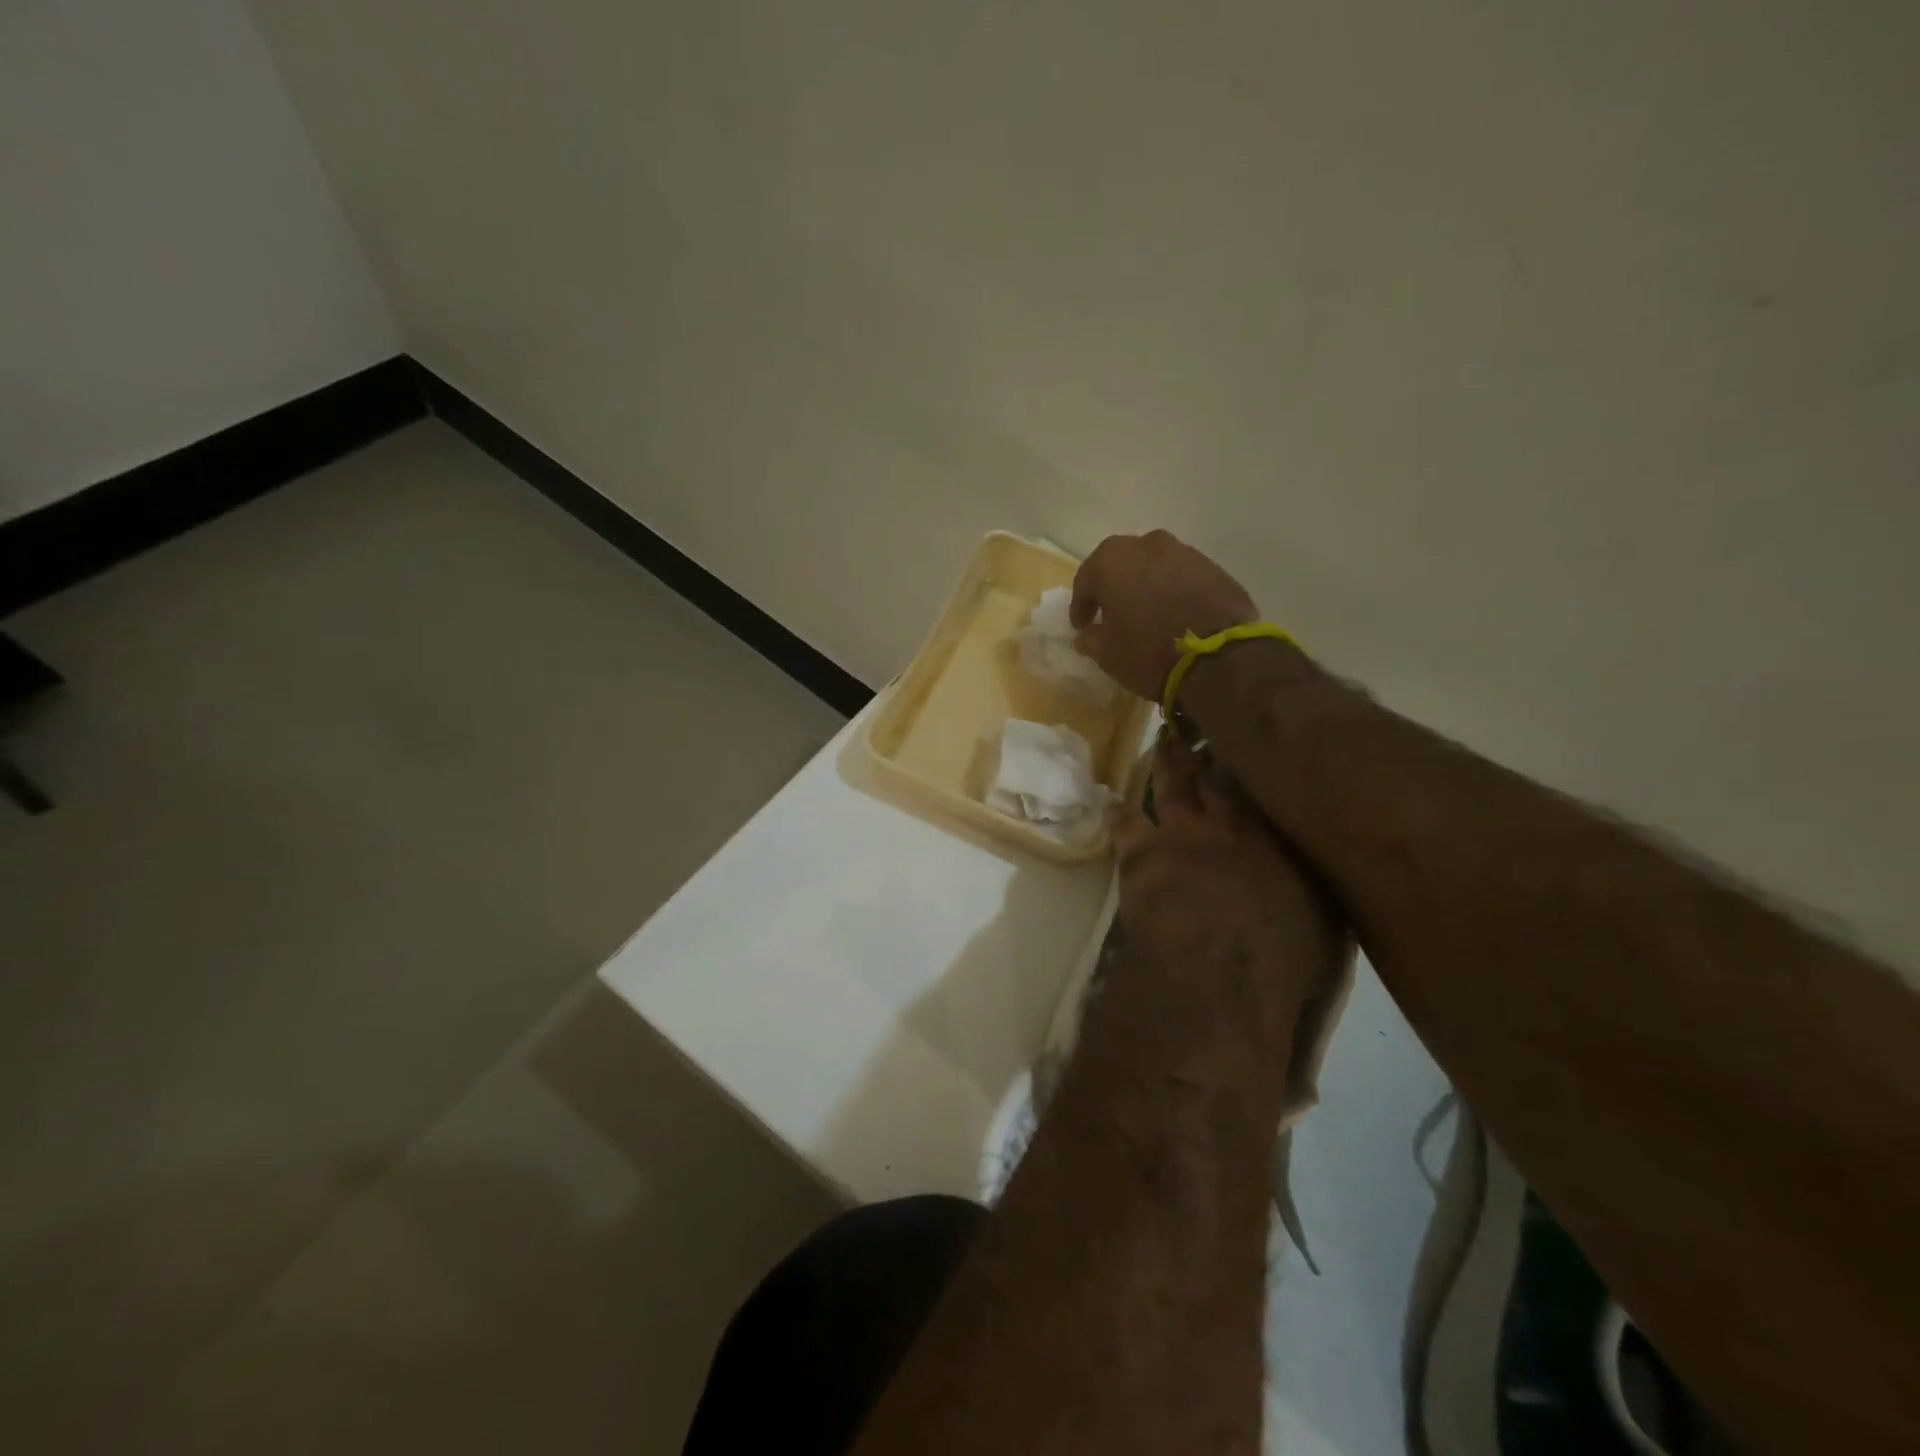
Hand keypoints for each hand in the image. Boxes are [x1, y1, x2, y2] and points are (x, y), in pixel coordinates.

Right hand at [1070, 531, 1258, 701]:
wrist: (1217, 659)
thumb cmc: (1147, 653)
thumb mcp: (1108, 655)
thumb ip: (1092, 640)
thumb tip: (1087, 636)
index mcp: (1112, 561)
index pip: (1086, 580)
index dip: (1081, 605)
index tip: (1081, 625)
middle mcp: (1148, 545)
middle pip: (1122, 565)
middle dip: (1115, 588)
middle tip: (1113, 614)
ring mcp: (1186, 553)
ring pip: (1155, 568)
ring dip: (1147, 587)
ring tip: (1148, 615)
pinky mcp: (1215, 568)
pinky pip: (1183, 578)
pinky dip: (1175, 592)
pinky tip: (1176, 616)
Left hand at [1110, 741, 1343, 1051]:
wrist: (1217, 981)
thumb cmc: (1283, 958)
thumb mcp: (1325, 915)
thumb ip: (1315, 873)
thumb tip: (1321, 850)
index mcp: (1268, 830)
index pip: (1252, 778)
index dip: (1244, 757)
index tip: (1242, 740)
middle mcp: (1221, 820)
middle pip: (1206, 771)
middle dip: (1201, 749)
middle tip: (1196, 730)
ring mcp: (1174, 834)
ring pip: (1163, 784)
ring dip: (1163, 764)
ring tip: (1162, 747)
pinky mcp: (1137, 857)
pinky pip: (1123, 822)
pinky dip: (1121, 810)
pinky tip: (1116, 802)